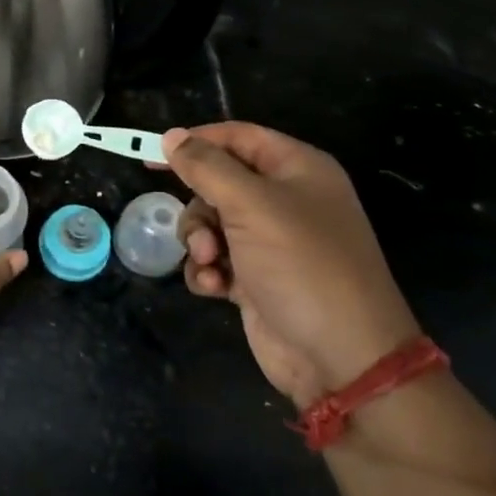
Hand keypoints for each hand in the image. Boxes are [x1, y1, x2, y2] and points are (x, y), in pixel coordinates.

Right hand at [164, 123, 421, 407]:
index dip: (196, 142)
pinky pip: (216, 259)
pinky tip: (213, 287)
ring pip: (211, 222)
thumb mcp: (251, 205)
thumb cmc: (301, 265)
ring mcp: (272, 242)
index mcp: (298, 169)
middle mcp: (286, 200)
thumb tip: (172, 136)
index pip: (238, 137)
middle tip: (199, 229)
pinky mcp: (258, 278)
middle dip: (199, 206)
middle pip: (219, 182)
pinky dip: (207, 270)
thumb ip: (206, 167)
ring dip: (199, 241)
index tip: (153, 155)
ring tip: (209, 263)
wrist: (341, 358)